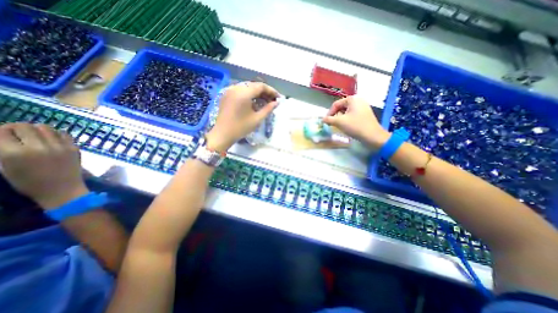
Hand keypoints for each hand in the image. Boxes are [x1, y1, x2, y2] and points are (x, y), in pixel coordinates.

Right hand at [0, 123, 88, 209]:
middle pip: (24, 126)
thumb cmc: (30, 183)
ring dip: (37, 129)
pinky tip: (52, 138)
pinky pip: (64, 134)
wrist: (63, 189)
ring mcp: (59, 147)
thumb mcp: (5, 167)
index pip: (1, 131)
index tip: (2, 134)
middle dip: (16, 128)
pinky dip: (55, 133)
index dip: (0, 131)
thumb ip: (4, 150)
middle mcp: (38, 147)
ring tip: (35, 135)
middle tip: (17, 133)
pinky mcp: (74, 148)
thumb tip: (4, 138)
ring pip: (45, 127)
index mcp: (13, 153)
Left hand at [204, 82, 278, 151]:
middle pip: (254, 85)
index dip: (271, 91)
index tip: (278, 98)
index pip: (261, 86)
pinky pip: (241, 91)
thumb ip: (268, 109)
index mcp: (243, 93)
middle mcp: (236, 88)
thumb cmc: (241, 127)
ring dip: (257, 93)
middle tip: (272, 100)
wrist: (222, 134)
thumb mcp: (257, 119)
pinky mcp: (227, 95)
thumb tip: (276, 103)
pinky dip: (249, 95)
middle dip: (265, 92)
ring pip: (248, 87)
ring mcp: (230, 90)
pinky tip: (254, 102)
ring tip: (265, 102)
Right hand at [321, 95, 388, 148]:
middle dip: (335, 115)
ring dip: (340, 118)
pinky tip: (347, 126)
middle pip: (341, 107)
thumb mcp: (339, 122)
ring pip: (346, 111)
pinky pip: (352, 114)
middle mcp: (358, 100)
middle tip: (332, 123)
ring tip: (339, 125)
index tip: (326, 121)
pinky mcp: (365, 114)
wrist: (373, 136)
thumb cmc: (355, 126)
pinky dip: (347, 119)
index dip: (329, 112)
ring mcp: (363, 107)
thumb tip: (322, 119)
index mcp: (352, 99)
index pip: (336, 104)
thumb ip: (329, 119)